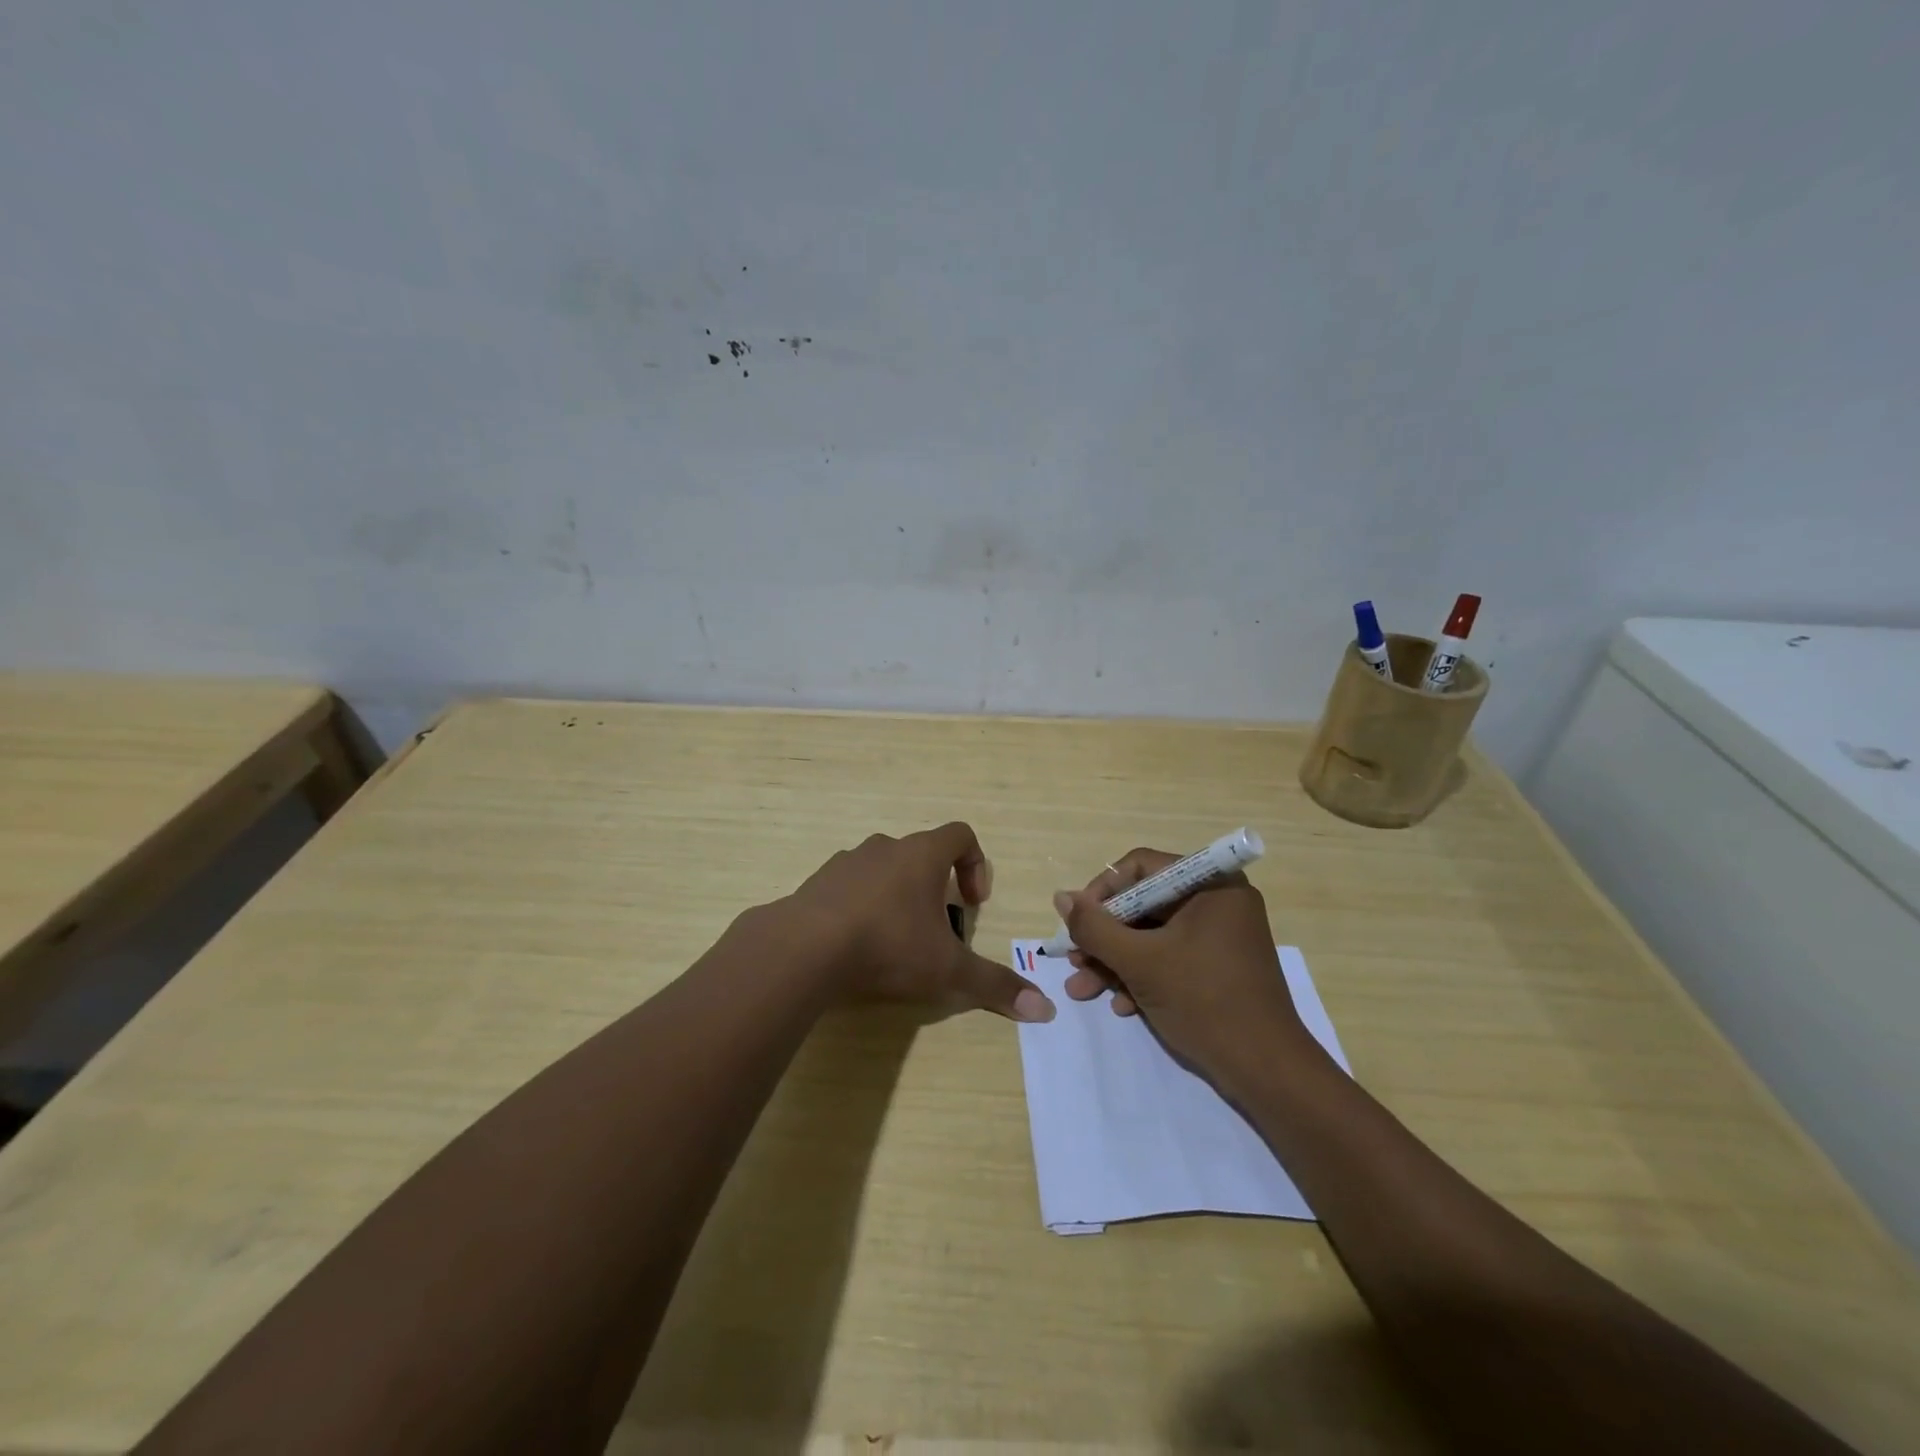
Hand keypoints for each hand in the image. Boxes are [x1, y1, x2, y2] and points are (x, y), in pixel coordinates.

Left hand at [779, 823, 1055, 1022]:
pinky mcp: (816, 883)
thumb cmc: (888, 946)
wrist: (804, 949)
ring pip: (883, 869)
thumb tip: (1046, 1010)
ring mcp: (846, 862)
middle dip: (935, 887)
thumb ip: (994, 986)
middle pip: (921, 854)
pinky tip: (856, 946)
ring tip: (895, 940)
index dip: (976, 864)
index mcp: (922, 855)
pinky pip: (849, 887)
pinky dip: (860, 907)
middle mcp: (885, 848)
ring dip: (896, 896)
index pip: (961, 835)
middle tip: (937, 929)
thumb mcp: (947, 970)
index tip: (972, 903)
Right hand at [1054, 848, 1309, 1077]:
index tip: (1077, 923)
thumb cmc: (1205, 1002)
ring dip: (1115, 961)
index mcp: (1211, 884)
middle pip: (1143, 904)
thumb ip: (1096, 928)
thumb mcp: (1141, 962)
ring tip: (1083, 989)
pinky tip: (1121, 1006)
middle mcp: (1217, 901)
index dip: (1102, 892)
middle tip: (1074, 961)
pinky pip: (1170, 956)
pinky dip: (1142, 976)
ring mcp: (1219, 935)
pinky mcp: (1217, 966)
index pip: (1141, 867)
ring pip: (1152, 935)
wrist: (1267, 1071)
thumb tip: (1060, 898)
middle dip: (1104, 937)